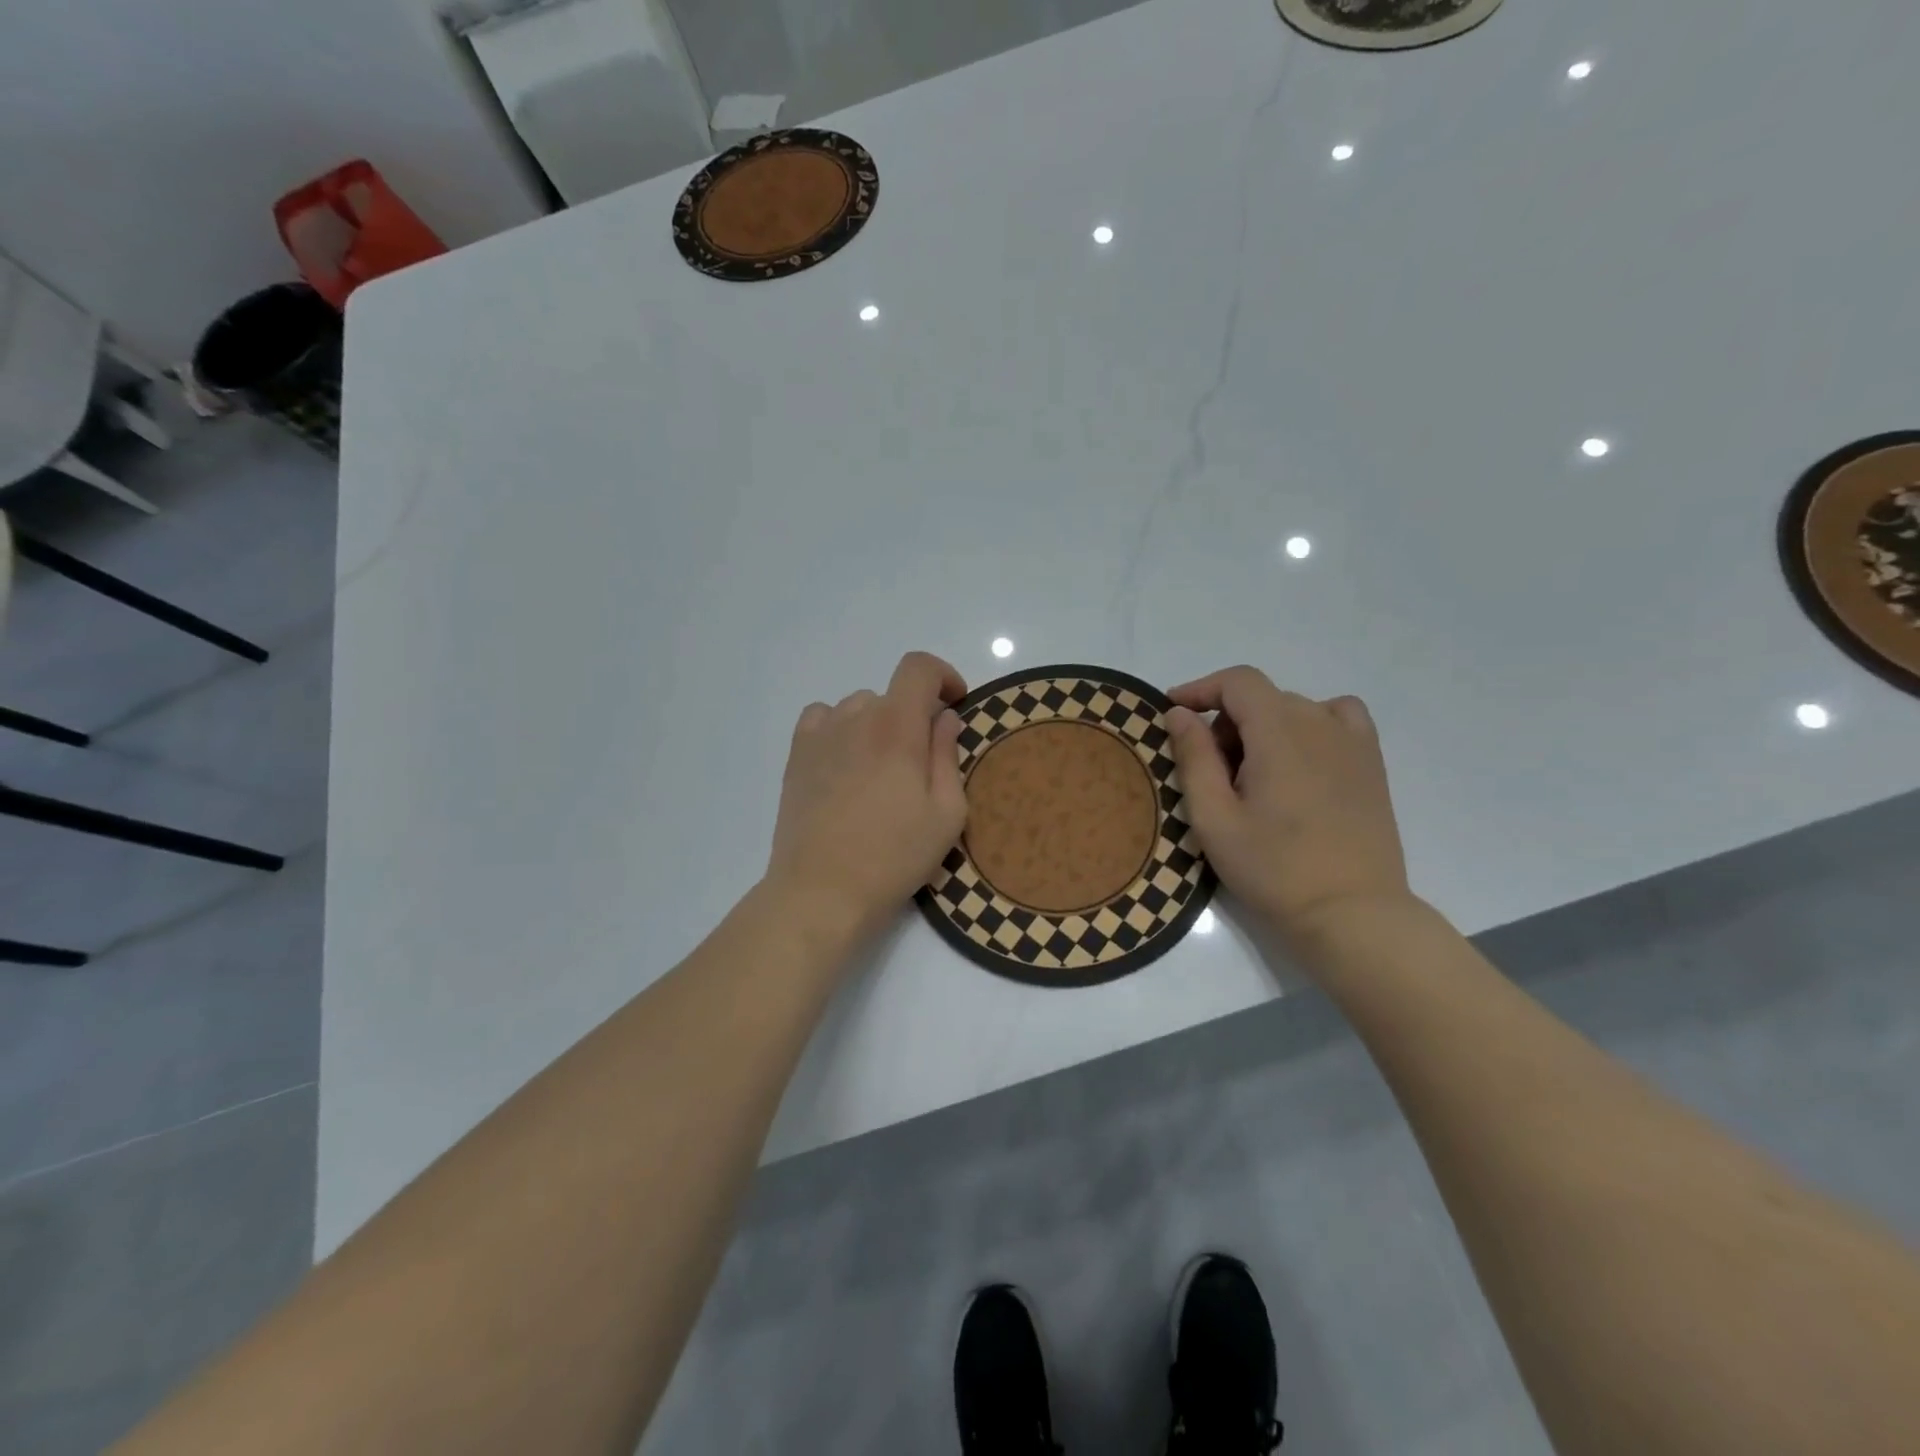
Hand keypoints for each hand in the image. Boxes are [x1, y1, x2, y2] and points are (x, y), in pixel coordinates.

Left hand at [766, 651, 968, 945]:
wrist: (823, 890)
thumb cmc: (894, 856)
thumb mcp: (946, 813)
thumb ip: (947, 755)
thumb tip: (944, 718)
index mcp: (898, 727)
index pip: (919, 667)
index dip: (943, 675)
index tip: (955, 703)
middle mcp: (856, 718)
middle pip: (892, 694)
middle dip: (915, 716)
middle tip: (922, 762)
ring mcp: (821, 735)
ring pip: (858, 707)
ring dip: (878, 724)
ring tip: (881, 770)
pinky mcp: (797, 756)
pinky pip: (822, 719)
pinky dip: (841, 728)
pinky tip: (846, 762)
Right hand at [1167, 666, 1410, 944]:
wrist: (1351, 913)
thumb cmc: (1273, 869)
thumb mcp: (1214, 819)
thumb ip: (1194, 758)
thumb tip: (1180, 713)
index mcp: (1279, 733)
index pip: (1238, 682)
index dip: (1201, 688)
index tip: (1174, 711)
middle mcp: (1320, 724)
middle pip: (1263, 697)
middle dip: (1227, 721)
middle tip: (1210, 771)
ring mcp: (1353, 743)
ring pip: (1296, 708)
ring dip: (1264, 725)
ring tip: (1253, 772)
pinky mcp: (1372, 764)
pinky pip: (1339, 718)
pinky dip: (1311, 723)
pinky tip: (1301, 758)